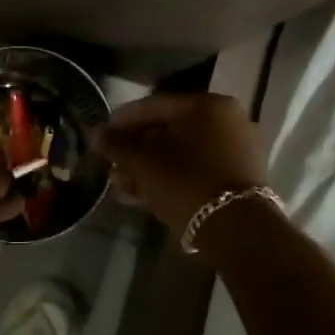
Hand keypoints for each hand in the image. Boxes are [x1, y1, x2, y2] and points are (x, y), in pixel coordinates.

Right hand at [94, 93, 265, 237]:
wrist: (237, 229)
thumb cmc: (186, 183)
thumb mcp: (142, 162)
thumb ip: (116, 144)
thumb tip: (97, 134)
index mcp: (206, 105)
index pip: (152, 106)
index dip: (120, 122)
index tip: (100, 137)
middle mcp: (225, 119)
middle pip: (166, 130)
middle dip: (134, 150)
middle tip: (111, 166)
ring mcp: (235, 148)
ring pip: (180, 152)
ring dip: (148, 167)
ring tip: (122, 186)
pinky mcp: (238, 175)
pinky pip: (196, 167)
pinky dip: (170, 176)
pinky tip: (143, 194)